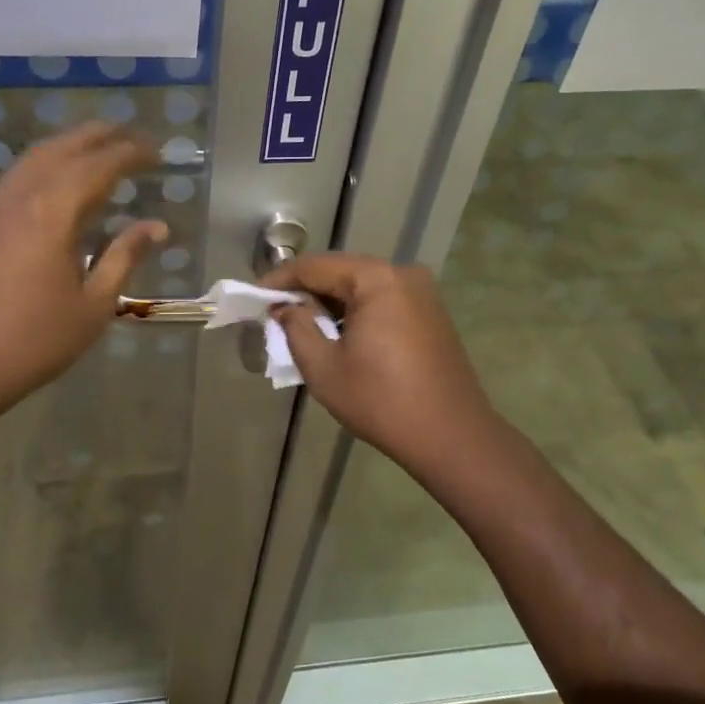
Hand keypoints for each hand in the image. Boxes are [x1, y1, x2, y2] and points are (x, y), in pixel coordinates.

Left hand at [0, 123, 165, 421]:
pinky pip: (20, 174)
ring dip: (72, 144)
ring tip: (101, 148)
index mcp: (54, 212)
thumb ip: (124, 257)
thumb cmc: (34, 341)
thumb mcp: (93, 305)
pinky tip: (60, 180)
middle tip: (134, 137)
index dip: (131, 153)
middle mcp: (22, 196)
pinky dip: (48, 162)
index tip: (158, 152)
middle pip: (64, 147)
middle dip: (101, 136)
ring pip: (36, 156)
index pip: (100, 165)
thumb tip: (156, 226)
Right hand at [260, 253, 501, 478]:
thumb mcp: (324, 367)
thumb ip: (297, 328)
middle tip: (274, 313)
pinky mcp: (430, 313)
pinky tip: (338, 334)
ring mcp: (422, 293)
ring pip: (361, 287)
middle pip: (340, 272)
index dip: (279, 280)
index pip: (315, 266)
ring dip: (330, 303)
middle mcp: (402, 274)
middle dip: (305, 291)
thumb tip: (286, 308)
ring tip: (301, 326)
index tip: (253, 297)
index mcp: (376, 279)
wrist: (451, 436)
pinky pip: (382, 301)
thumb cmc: (381, 401)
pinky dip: (355, 312)